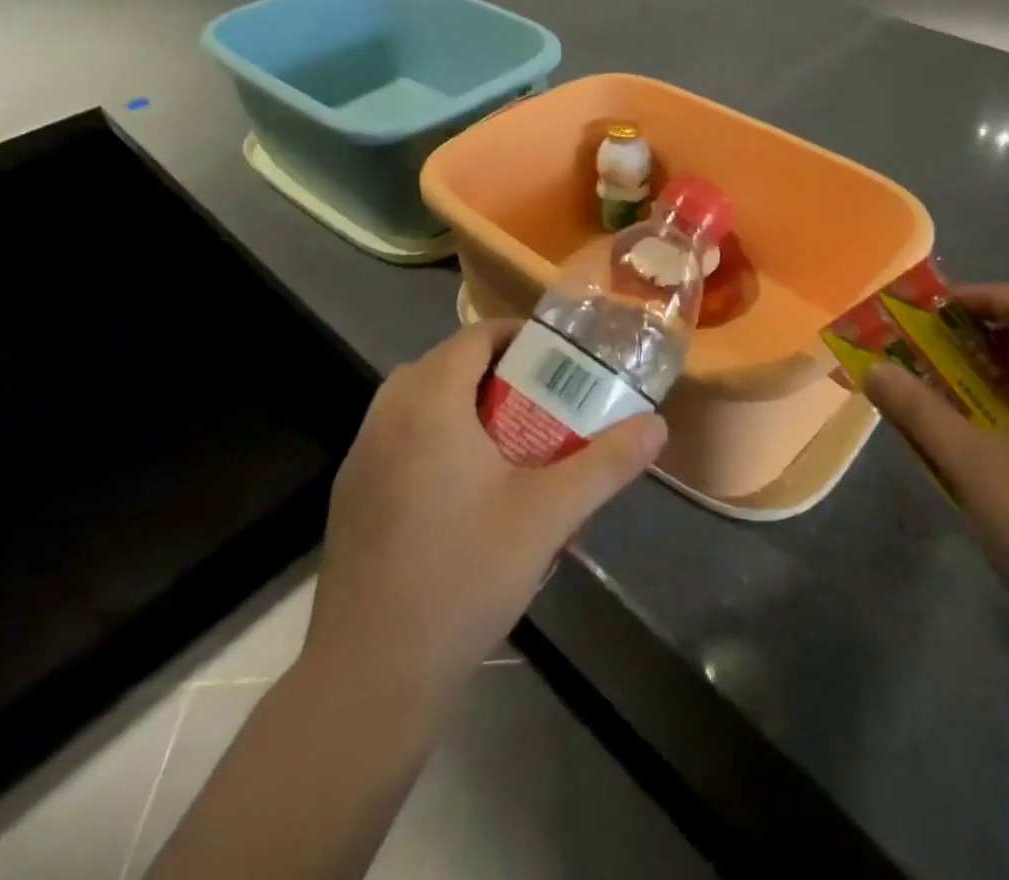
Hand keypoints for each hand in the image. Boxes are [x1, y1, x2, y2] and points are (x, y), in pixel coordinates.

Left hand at [303, 321, 666, 698]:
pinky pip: (399, 436)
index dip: (518, 336)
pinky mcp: (350, 493)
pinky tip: (463, 489)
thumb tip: (657, 426)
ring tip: (509, 439)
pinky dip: (433, 436)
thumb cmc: (464, 574)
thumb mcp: (549, 515)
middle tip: (542, 398)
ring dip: (462, 403)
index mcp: (430, 401)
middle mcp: (387, 414)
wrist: (370, 673)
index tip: (558, 357)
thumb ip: (606, 464)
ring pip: (418, 401)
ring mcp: (361, 454)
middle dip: (496, 370)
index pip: (475, 336)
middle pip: (446, 364)